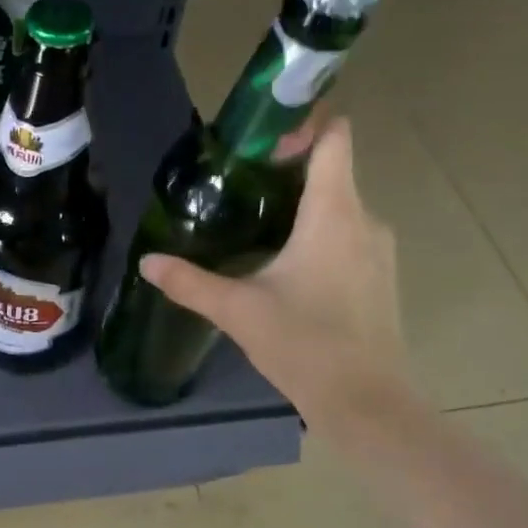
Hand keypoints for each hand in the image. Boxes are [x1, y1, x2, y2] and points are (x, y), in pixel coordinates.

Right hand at [139, 117, 411, 428]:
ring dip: (302, 206)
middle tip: (238, 185)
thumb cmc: (304, 344)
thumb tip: (147, 262)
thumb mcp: (237, 310)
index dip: (304, 125)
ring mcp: (379, 250)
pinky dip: (319, 235)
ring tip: (255, 225)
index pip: (335, 138)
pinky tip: (286, 267)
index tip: (261, 141)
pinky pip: (349, 235)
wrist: (366, 402)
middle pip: (332, 171)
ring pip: (340, 206)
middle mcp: (365, 220)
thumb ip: (189, 282)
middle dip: (288, 171)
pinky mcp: (380, 277)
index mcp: (334, 213)